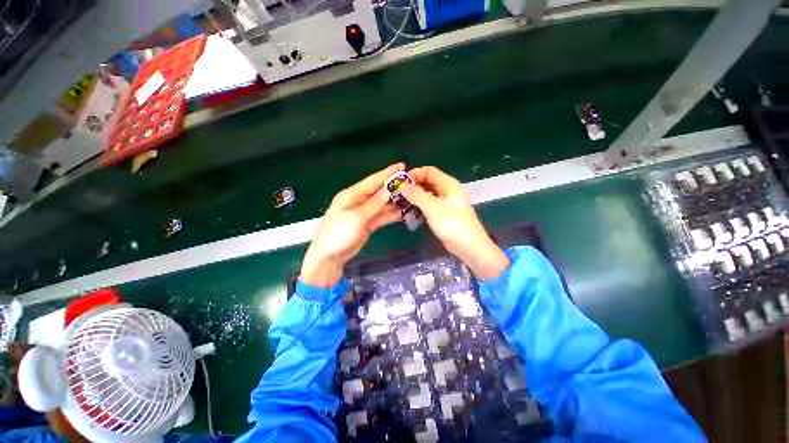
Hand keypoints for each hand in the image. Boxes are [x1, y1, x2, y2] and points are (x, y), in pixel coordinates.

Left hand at [301, 164, 404, 286]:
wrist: (330, 256)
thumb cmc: (339, 233)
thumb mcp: (356, 217)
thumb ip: (374, 204)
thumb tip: (388, 190)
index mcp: (352, 195)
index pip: (373, 181)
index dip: (388, 173)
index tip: (402, 166)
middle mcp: (358, 201)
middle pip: (379, 192)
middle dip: (394, 187)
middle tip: (411, 183)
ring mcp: (363, 213)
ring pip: (382, 204)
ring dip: (395, 202)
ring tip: (411, 198)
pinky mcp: (367, 224)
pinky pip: (381, 216)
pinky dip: (391, 214)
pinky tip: (403, 212)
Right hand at [401, 166, 508, 278]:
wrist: (468, 246)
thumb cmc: (451, 223)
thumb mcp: (432, 207)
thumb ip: (417, 195)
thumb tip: (403, 186)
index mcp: (448, 184)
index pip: (430, 171)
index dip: (415, 173)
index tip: (401, 181)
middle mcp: (448, 191)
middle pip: (429, 181)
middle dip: (415, 185)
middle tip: (400, 192)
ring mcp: (447, 203)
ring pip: (429, 194)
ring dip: (417, 195)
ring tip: (403, 201)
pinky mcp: (445, 214)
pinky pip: (431, 205)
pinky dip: (422, 205)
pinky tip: (412, 210)